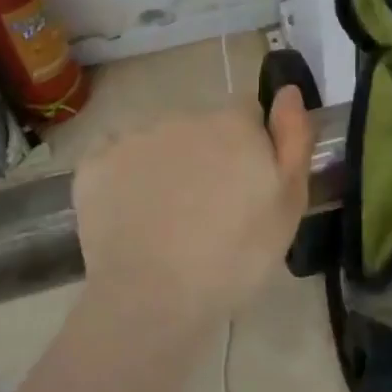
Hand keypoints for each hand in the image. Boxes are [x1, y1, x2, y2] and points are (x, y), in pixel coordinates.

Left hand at [73, 90, 313, 338]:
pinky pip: (116, 158)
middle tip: (209, 209)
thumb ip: (295, 139)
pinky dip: (124, 179)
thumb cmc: (236, 256)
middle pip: (203, 126)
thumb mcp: (289, 203)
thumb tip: (288, 90)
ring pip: (160, 142)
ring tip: (168, 219)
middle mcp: (184, 116)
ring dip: (168, 165)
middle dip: (208, 155)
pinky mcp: (96, 163)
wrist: (153, 300)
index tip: (247, 184)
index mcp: (234, 123)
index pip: (248, 113)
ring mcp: (136, 137)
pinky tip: (131, 215)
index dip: (251, 145)